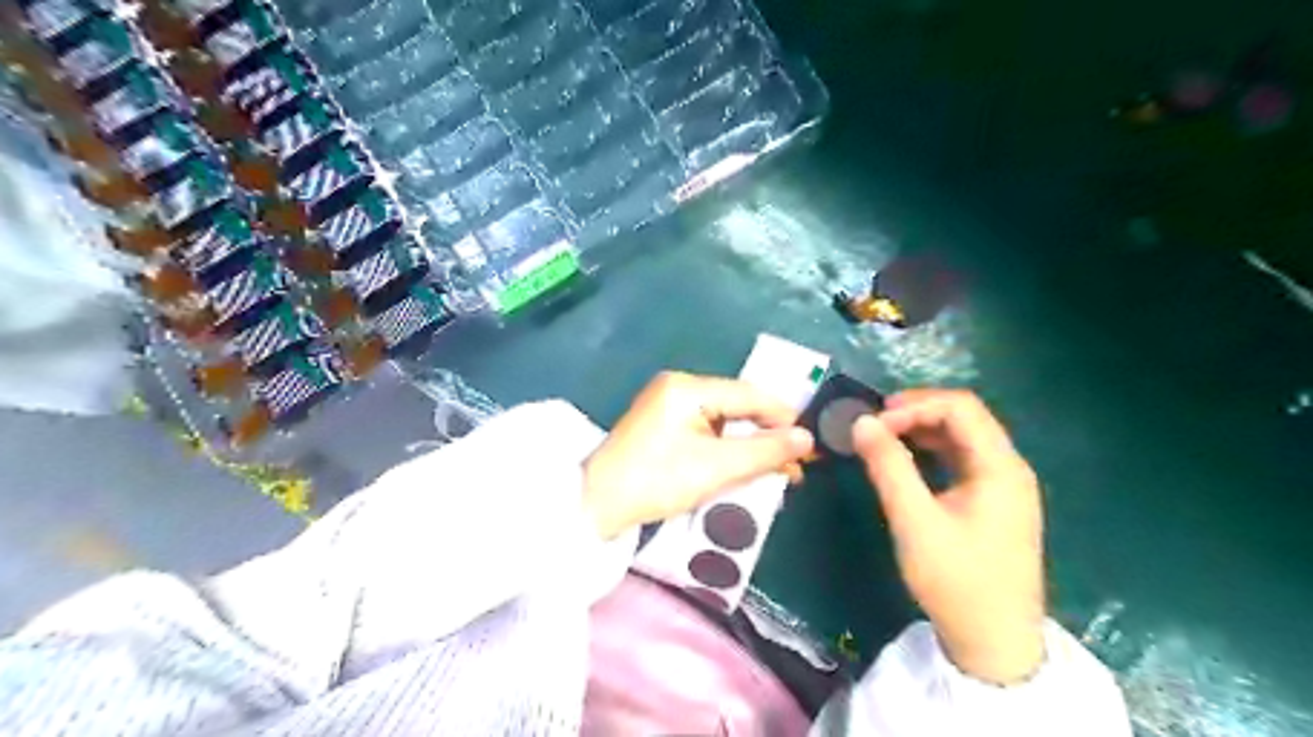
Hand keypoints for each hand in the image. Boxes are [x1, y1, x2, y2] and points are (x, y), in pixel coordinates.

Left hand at [580, 373, 811, 541]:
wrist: (597, 506)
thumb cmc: (656, 481)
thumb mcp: (716, 468)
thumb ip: (765, 451)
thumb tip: (807, 439)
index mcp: (688, 388)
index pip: (749, 395)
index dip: (784, 417)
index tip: (812, 442)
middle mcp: (678, 388)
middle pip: (737, 406)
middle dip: (768, 435)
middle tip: (798, 464)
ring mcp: (668, 405)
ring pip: (725, 420)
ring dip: (750, 445)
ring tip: (779, 471)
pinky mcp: (664, 425)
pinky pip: (707, 431)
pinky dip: (728, 449)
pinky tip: (747, 467)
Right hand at [852, 391, 1046, 683]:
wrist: (995, 644)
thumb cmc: (957, 581)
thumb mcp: (915, 521)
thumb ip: (888, 467)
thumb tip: (861, 422)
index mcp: (1000, 467)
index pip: (960, 407)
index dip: (914, 405)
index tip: (875, 423)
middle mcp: (1008, 467)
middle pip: (964, 417)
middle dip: (917, 411)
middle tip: (874, 424)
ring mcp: (1004, 485)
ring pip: (962, 437)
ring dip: (922, 429)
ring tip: (883, 437)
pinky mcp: (993, 502)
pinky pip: (961, 460)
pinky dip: (931, 451)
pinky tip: (905, 461)